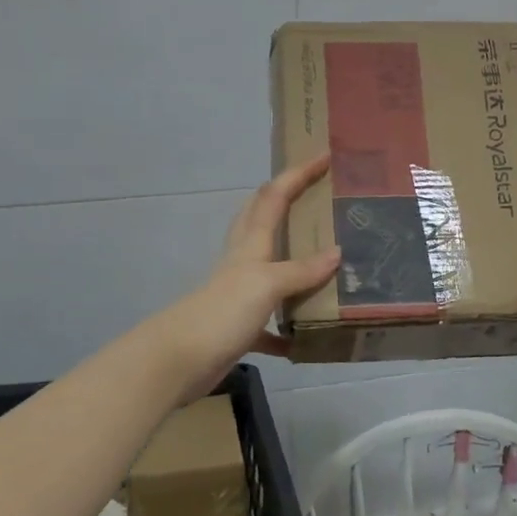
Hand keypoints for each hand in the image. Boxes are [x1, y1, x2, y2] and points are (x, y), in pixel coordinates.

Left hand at [157, 154, 341, 402]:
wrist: (179, 360)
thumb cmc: (222, 312)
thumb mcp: (266, 284)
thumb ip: (301, 270)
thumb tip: (336, 254)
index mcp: (250, 244)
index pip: (275, 197)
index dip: (298, 174)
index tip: (324, 155)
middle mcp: (244, 262)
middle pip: (261, 220)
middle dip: (284, 201)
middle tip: (315, 194)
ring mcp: (239, 295)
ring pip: (269, 268)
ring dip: (292, 261)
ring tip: (324, 259)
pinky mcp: (238, 327)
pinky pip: (269, 324)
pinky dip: (286, 330)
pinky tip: (304, 340)